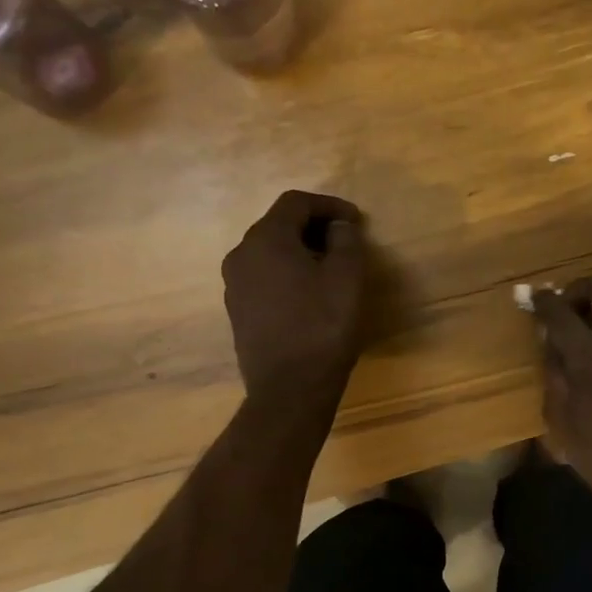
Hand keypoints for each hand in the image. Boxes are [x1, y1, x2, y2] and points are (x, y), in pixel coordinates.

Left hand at [222, 191, 367, 403]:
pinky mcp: (238, 311)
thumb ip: (345, 241)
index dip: (329, 205)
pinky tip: (310, 294)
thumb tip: (338, 227)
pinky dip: (287, 273)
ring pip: (269, 252)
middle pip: (278, 224)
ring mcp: (235, 285)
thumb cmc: (322, 327)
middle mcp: (241, 255)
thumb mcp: (347, 277)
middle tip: (346, 241)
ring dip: (300, 250)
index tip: (357, 221)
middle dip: (314, 226)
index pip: (296, 202)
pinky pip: (264, 277)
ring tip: (330, 267)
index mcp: (266, 239)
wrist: (289, 389)